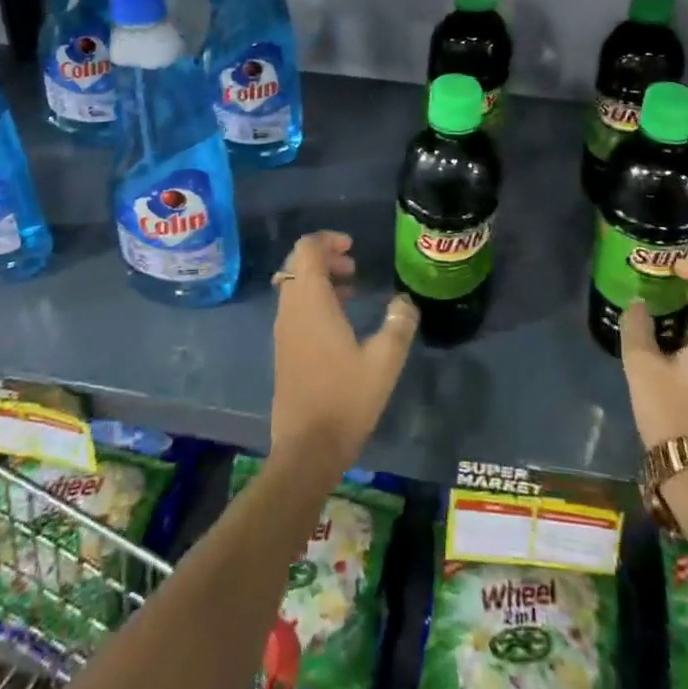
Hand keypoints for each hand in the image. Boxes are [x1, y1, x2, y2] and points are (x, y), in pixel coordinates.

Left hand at [270, 231, 417, 476]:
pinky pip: (294, 307)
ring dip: (320, 279)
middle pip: (297, 263)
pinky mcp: (284, 350)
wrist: (306, 449)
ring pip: (294, 286)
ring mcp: (283, 330)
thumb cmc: (346, 399)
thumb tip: (404, 300)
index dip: (328, 239)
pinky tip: (339, 321)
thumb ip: (398, 324)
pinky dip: (313, 300)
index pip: (306, 249)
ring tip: (351, 289)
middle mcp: (290, 309)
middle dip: (325, 256)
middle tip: (354, 266)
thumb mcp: (384, 361)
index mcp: (310, 301)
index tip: (353, 247)